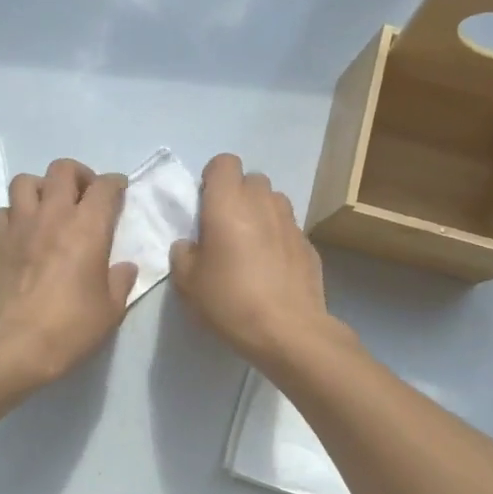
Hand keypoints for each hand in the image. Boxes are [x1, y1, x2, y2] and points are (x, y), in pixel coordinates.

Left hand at [0, 158, 137, 386]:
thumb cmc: (71, 326)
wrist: (16, 344)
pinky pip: (5, 210)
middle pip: (63, 169)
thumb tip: (123, 267)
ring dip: (41, 188)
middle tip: (85, 195)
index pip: (105, 186)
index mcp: (88, 226)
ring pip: (26, 181)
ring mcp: (20, 225)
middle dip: (78, 175)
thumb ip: (120, 281)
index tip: (119, 191)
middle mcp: (53, 215)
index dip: (115, 184)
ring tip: (50, 207)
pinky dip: (16, 213)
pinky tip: (24, 232)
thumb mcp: (111, 309)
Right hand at [169, 154, 336, 370]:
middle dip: (238, 194)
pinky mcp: (309, 245)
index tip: (205, 205)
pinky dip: (278, 238)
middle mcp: (262, 204)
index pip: (224, 162)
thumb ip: (183, 254)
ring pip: (274, 201)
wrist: (287, 331)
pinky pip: (289, 228)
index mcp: (227, 204)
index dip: (213, 178)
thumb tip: (191, 245)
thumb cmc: (229, 301)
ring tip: (251, 245)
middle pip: (252, 179)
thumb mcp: (187, 283)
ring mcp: (291, 223)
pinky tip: (273, 269)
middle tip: (226, 227)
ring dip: (261, 213)